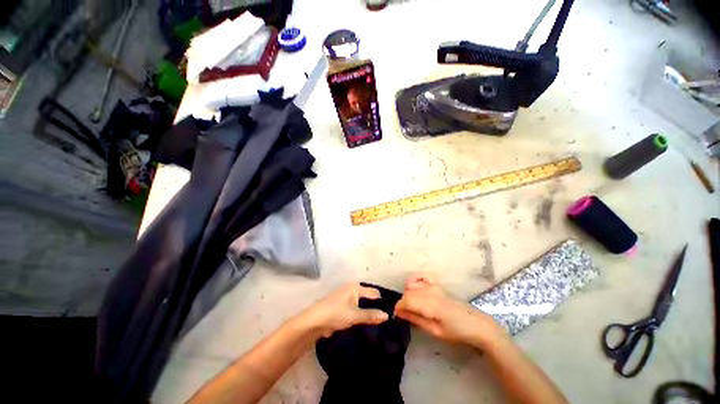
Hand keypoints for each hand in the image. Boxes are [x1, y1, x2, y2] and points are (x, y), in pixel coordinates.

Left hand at [299, 283, 388, 337]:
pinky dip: (361, 315)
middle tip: (387, 319)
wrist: (314, 322)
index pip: (374, 293)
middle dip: (376, 307)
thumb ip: (371, 315)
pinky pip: (356, 309)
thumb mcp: (355, 315)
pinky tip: (367, 324)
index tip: (393, 312)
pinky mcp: (342, 307)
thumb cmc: (335, 314)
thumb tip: (387, 316)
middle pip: (368, 298)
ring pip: (362, 304)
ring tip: (380, 323)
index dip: (382, 302)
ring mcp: (346, 298)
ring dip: (368, 312)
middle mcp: (352, 290)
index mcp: (356, 287)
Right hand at [394, 274, 504, 346]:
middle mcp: (429, 290)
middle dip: (403, 303)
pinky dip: (414, 281)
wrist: (476, 324)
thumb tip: (399, 313)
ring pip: (411, 285)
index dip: (398, 308)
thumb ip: (416, 319)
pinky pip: (420, 277)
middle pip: (407, 292)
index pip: (406, 300)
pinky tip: (416, 291)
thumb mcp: (435, 331)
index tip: (397, 316)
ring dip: (408, 295)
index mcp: (430, 303)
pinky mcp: (437, 283)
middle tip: (406, 315)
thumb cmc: (456, 331)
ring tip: (414, 306)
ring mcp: (433, 285)